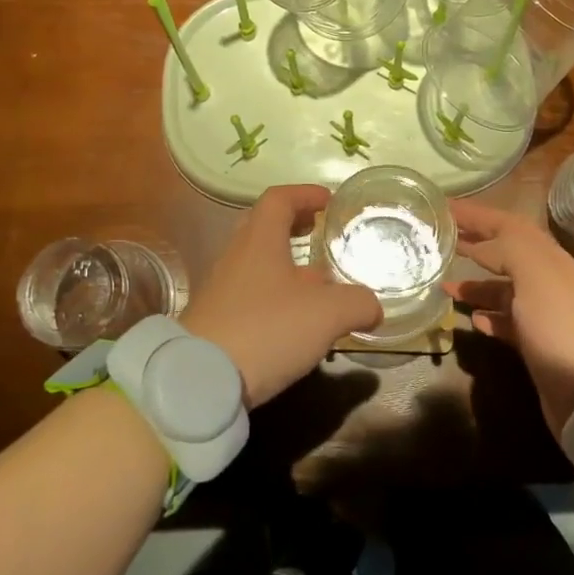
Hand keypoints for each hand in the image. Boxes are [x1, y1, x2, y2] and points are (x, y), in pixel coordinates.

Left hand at [182, 184, 382, 407]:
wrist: (201, 380)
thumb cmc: (266, 329)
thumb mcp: (327, 314)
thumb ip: (358, 303)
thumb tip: (373, 306)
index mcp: (259, 240)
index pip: (279, 199)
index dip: (305, 194)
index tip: (328, 200)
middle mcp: (236, 257)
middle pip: (263, 227)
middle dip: (293, 226)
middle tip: (318, 232)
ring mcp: (222, 290)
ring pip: (258, 264)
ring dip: (287, 267)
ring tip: (318, 284)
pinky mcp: (217, 321)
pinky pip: (251, 295)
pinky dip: (276, 296)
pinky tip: (296, 322)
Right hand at [446, 199, 573, 433]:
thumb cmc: (564, 328)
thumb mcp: (537, 277)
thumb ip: (508, 249)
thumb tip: (478, 245)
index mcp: (550, 260)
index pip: (509, 226)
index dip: (477, 215)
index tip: (443, 208)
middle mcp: (548, 283)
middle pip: (506, 254)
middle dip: (474, 244)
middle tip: (439, 241)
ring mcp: (544, 317)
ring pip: (504, 290)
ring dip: (475, 285)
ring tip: (444, 287)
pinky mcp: (538, 348)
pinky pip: (507, 323)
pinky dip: (488, 317)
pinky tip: (472, 321)